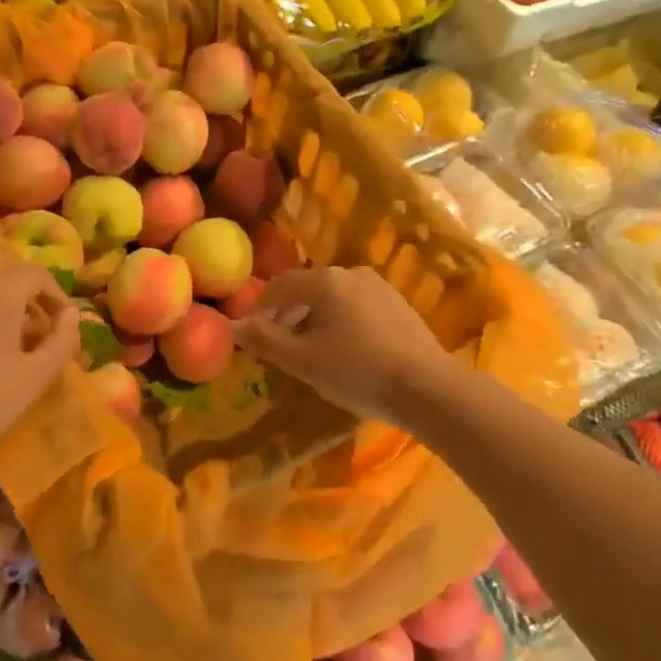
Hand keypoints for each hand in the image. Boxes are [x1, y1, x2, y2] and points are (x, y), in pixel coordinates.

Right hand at [231, 266, 459, 427]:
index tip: (251, 333)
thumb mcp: (301, 360)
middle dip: (288, 314)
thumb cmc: (356, 371)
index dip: (259, 308)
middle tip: (278, 345)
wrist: (427, 387)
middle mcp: (353, 273)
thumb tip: (233, 326)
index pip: (280, 286)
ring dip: (315, 319)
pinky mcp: (400, 306)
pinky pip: (358, 308)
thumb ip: (263, 340)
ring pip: (335, 299)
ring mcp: (381, 288)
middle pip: (308, 289)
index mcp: (325, 281)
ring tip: (310, 351)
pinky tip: (346, 352)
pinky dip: (342, 323)